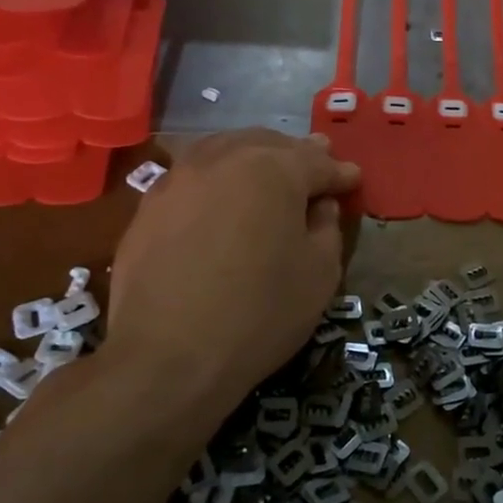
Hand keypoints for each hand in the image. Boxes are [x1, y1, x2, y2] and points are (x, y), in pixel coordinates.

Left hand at [104, 130, 359, 407]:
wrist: (168, 357)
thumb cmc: (260, 313)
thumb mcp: (320, 273)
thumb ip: (327, 226)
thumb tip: (320, 205)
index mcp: (274, 169)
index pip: (317, 162)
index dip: (340, 173)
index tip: (353, 180)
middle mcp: (224, 159)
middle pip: (269, 145)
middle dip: (297, 156)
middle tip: (317, 167)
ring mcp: (179, 178)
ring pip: (225, 151)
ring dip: (253, 158)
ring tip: (267, 175)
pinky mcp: (149, 205)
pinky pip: (193, 177)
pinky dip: (217, 179)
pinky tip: (222, 200)